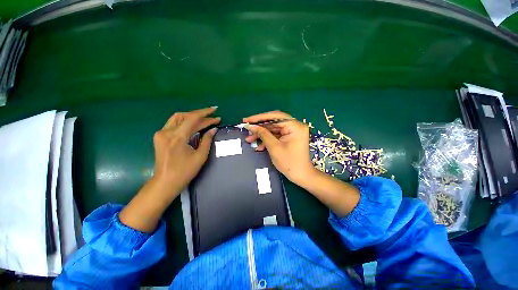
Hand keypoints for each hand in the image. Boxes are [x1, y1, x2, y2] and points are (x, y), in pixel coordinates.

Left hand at [153, 107, 219, 197]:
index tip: (215, 110)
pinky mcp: (159, 137)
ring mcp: (161, 134)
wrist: (165, 182)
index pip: (192, 118)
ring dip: (192, 118)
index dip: (205, 113)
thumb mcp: (200, 156)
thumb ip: (207, 140)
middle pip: (184, 116)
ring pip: (178, 118)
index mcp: (177, 137)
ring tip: (204, 121)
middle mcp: (167, 132)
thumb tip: (213, 129)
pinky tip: (193, 126)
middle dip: (200, 115)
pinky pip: (174, 124)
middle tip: (212, 118)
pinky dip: (185, 123)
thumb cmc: (184, 171)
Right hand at [244, 110, 359, 217]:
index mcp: (295, 126)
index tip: (247, 120)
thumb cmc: (289, 163)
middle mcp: (295, 126)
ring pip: (273, 129)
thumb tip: (251, 126)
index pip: (275, 116)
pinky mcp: (290, 137)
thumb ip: (263, 134)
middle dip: (260, 127)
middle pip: (274, 122)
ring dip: (262, 134)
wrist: (301, 176)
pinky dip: (267, 139)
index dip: (259, 118)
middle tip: (247, 129)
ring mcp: (293, 132)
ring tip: (249, 139)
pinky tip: (259, 146)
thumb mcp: (274, 147)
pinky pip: (276, 135)